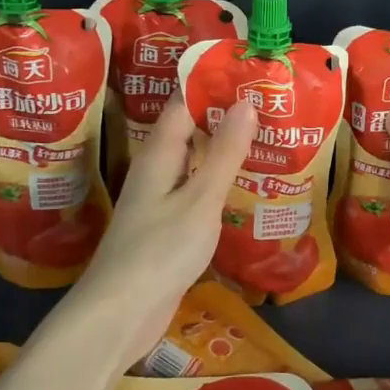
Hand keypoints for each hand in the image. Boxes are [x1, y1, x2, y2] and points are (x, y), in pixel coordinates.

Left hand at [79, 91, 255, 359]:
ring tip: (266, 140)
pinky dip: (218, 184)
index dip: (212, 85)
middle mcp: (155, 172)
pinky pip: (195, 193)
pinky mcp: (165, 230)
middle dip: (224, 117)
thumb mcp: (201, 198)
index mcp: (159, 155)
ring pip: (194, 164)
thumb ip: (224, 152)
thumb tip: (245, 101)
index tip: (249, 74)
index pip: (183, 104)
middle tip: (269, 106)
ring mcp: (158, 202)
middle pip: (189, 132)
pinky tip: (243, 190)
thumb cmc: (160, 250)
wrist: (119, 315)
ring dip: (223, 151)